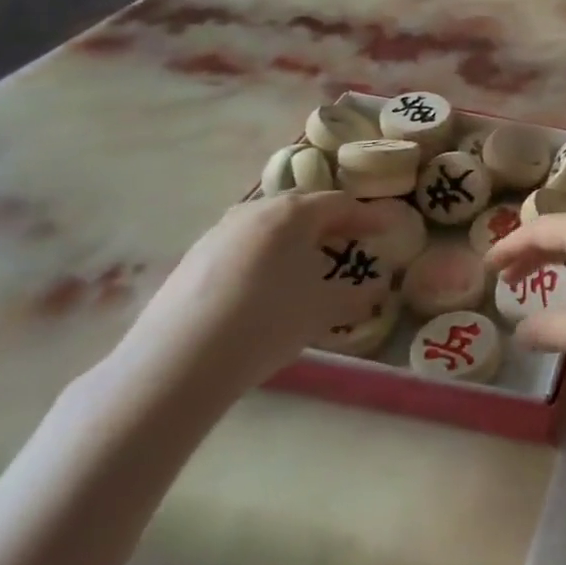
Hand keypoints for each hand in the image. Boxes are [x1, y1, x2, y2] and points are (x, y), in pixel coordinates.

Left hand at [115, 193, 405, 400]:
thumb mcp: (323, 311)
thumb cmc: (267, 322)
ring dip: (292, 236)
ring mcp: (219, 232)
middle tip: (348, 240)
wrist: (178, 361)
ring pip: (267, 223)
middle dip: (329, 220)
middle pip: (302, 205)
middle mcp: (256, 210)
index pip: (340, 204)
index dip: (367, 215)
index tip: (387, 228)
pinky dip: (262, 253)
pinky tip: (263, 284)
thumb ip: (357, 296)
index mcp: (294, 214)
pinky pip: (241, 243)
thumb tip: (378, 289)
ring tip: (305, 261)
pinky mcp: (193, 257)